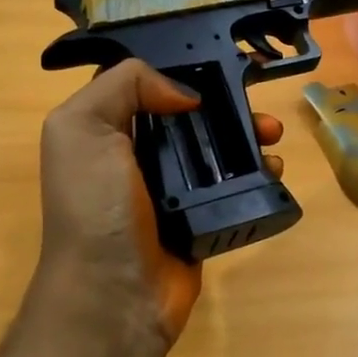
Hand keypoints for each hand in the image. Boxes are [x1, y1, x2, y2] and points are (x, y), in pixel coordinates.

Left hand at [36, 61, 283, 354]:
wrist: (114, 295)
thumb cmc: (96, 206)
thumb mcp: (83, 128)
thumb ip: (124, 86)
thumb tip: (185, 95)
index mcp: (105, 131)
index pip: (145, 85)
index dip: (180, 70)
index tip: (220, 61)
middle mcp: (136, 157)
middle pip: (189, 117)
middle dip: (225, 104)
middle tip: (257, 105)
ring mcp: (171, 191)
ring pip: (215, 150)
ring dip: (247, 137)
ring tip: (272, 136)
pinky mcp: (199, 220)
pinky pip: (231, 189)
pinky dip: (256, 175)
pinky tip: (274, 170)